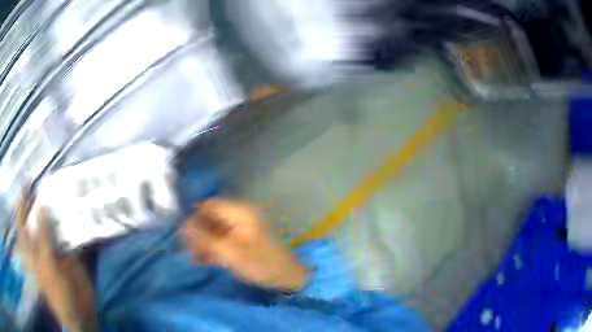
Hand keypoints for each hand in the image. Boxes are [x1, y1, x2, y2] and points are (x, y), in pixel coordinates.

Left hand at [16, 187, 97, 331]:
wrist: (79, 314)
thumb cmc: (58, 293)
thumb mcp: (48, 265)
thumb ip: (43, 236)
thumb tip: (43, 206)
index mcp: (32, 250)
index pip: (22, 221)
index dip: (22, 202)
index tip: (28, 183)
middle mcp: (40, 247)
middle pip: (35, 220)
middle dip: (36, 201)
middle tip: (41, 183)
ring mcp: (54, 250)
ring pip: (53, 225)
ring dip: (56, 211)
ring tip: (58, 193)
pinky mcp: (69, 255)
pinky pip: (68, 235)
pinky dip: (71, 223)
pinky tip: (75, 213)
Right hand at [181, 199, 308, 291]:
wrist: (287, 277)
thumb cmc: (260, 263)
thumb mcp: (230, 253)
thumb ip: (205, 239)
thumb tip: (183, 226)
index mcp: (240, 212)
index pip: (208, 206)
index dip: (194, 218)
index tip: (185, 237)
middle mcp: (241, 215)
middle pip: (211, 217)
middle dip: (198, 233)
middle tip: (190, 251)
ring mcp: (242, 227)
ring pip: (215, 229)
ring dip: (204, 242)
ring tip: (198, 259)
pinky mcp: (243, 239)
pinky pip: (223, 238)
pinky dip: (214, 247)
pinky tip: (207, 260)